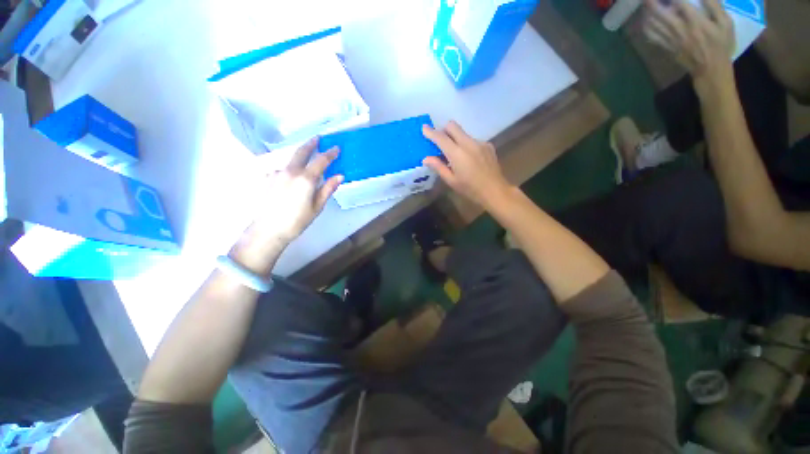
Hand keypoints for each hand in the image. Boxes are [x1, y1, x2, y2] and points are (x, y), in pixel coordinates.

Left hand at [235, 137, 341, 269]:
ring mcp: (276, 173)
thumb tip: (339, 176)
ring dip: (299, 158)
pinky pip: (281, 170)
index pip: (321, 160)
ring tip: (305, 161)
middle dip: (311, 144)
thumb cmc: (297, 220)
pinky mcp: (268, 179)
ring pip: (290, 161)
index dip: (330, 153)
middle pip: (301, 152)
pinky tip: (289, 181)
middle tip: (317, 138)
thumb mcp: (317, 206)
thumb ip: (327, 189)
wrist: (268, 230)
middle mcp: (290, 171)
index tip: (336, 148)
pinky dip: (289, 171)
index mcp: (305, 178)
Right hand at [422, 121, 512, 208]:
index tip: (424, 127)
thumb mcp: (451, 181)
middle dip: (444, 130)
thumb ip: (438, 167)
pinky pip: (472, 140)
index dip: (431, 132)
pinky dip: (466, 145)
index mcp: (457, 153)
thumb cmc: (470, 189)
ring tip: (456, 156)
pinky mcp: (488, 145)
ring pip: (463, 133)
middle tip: (440, 141)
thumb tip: (426, 158)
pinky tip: (469, 159)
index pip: (441, 138)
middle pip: (453, 126)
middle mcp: (469, 143)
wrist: (495, 191)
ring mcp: (480, 143)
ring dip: (456, 139)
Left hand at [644, 0, 734, 91]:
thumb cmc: (721, 45)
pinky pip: (652, 37)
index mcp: (695, 21)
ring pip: (653, 25)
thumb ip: (714, 6)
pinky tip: (644, 22)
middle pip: (660, 14)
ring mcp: (671, 39)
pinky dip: (646, 28)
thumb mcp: (725, 23)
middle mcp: (680, 29)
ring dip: (646, 14)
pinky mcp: (667, 47)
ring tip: (645, 5)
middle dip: (651, 3)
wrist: (710, 69)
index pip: (679, 2)